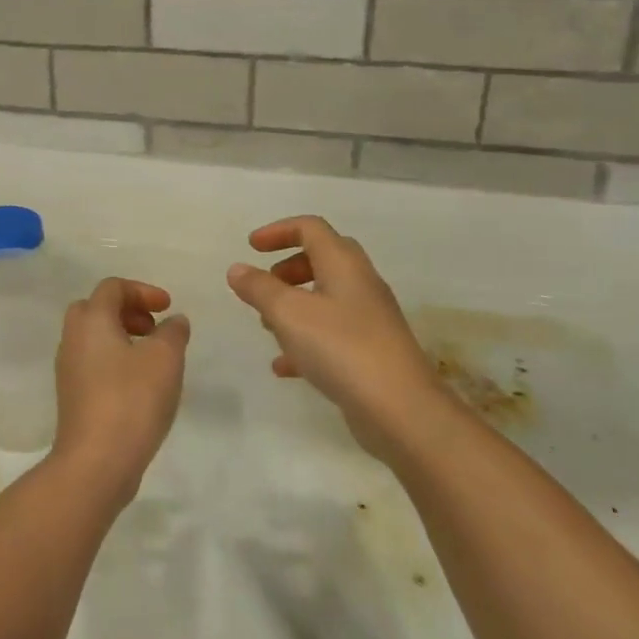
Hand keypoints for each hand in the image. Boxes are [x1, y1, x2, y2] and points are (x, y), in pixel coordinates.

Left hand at [50, 278, 190, 506]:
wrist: (96, 462)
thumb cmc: (132, 400)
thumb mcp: (165, 359)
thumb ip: (173, 332)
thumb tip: (174, 321)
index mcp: (91, 321)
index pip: (112, 287)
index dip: (142, 291)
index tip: (168, 308)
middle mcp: (73, 339)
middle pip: (95, 309)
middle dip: (127, 311)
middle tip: (153, 328)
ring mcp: (68, 370)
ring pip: (93, 338)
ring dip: (122, 337)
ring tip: (152, 358)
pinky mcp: (72, 396)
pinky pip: (93, 363)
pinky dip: (115, 361)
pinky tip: (140, 385)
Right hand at [227, 216, 444, 460]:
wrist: (401, 410)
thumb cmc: (341, 348)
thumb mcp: (289, 314)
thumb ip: (260, 288)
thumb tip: (237, 268)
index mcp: (344, 264)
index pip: (311, 228)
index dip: (278, 231)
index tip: (251, 247)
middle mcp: (361, 285)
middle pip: (323, 259)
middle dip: (288, 268)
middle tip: (264, 285)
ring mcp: (369, 320)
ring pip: (326, 298)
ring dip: (294, 305)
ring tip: (267, 326)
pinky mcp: (371, 353)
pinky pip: (332, 334)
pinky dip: (305, 341)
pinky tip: (284, 367)